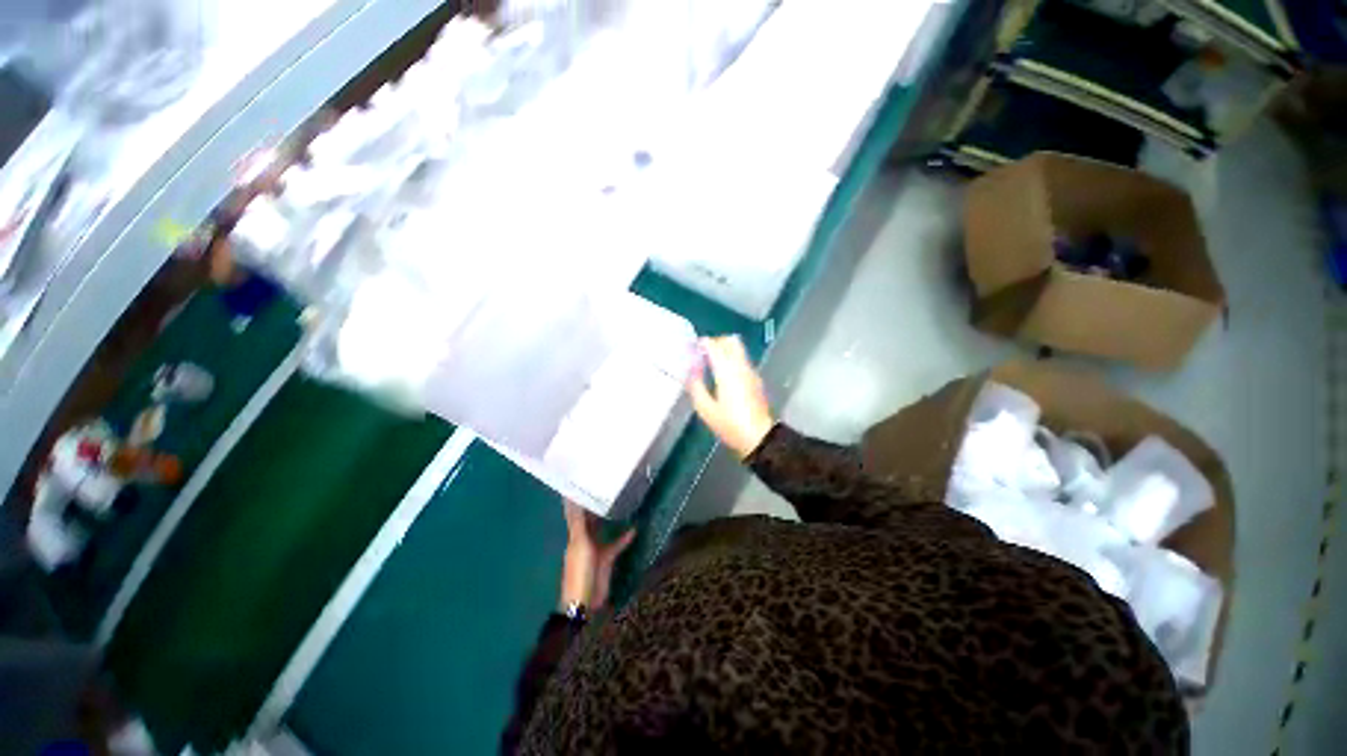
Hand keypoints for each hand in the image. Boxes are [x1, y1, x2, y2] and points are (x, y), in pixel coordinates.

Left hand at [561, 500, 635, 610]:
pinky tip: (634, 529)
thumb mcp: (580, 544)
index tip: (582, 484)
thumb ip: (580, 524)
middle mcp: (584, 539)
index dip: (577, 501)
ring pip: (603, 530)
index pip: (575, 514)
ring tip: (621, 503)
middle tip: (605, 489)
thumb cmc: (579, 570)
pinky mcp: (607, 559)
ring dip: (610, 520)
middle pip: (589, 520)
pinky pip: (616, 544)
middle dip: (595, 507)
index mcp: (575, 535)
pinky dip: (624, 538)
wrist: (584, 600)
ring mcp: (596, 549)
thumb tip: (574, 500)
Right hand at [686, 336, 775, 458]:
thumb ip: (696, 387)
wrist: (759, 437)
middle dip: (716, 341)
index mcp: (726, 371)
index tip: (692, 347)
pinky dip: (732, 359)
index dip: (702, 343)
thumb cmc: (730, 425)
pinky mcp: (756, 379)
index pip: (714, 346)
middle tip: (703, 352)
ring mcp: (751, 372)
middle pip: (731, 341)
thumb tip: (691, 371)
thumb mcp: (706, 410)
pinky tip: (723, 375)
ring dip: (725, 350)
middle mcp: (740, 366)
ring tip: (711, 363)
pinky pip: (742, 360)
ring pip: (738, 349)